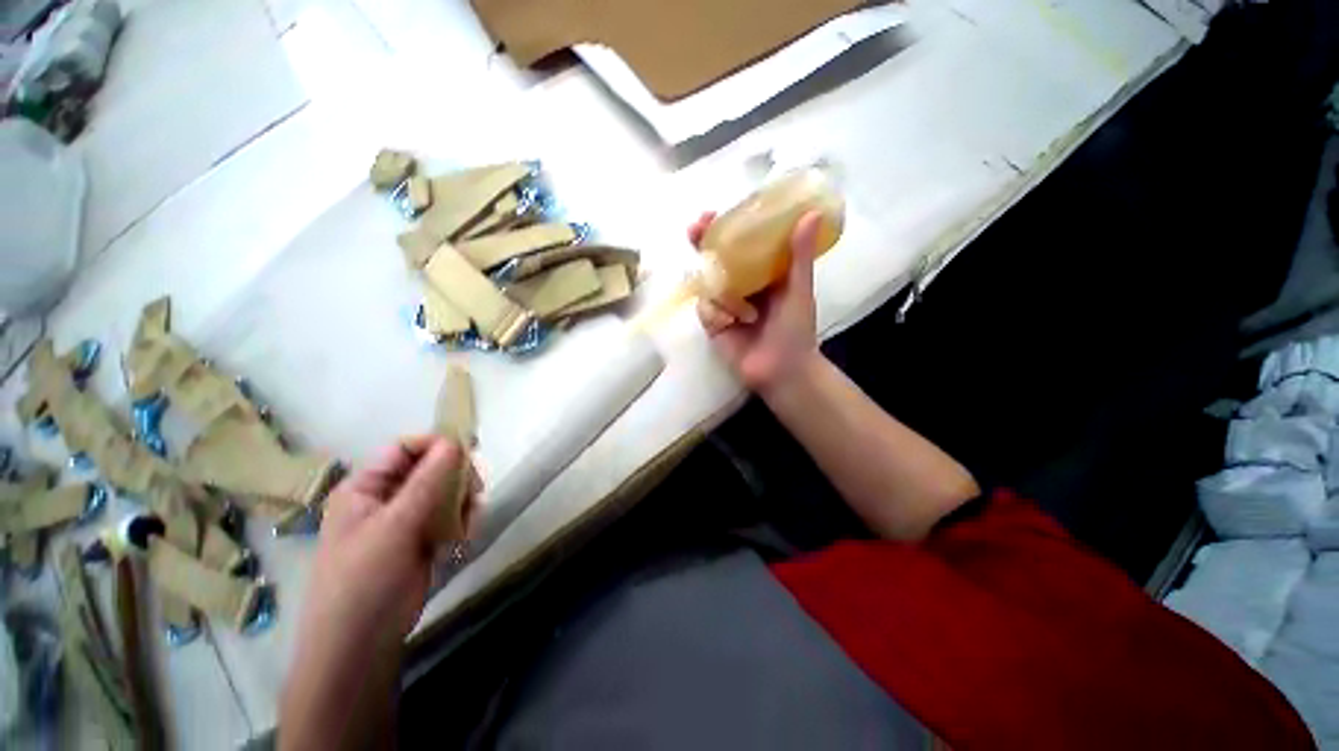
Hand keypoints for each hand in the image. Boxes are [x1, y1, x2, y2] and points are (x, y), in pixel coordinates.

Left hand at [282, 436, 479, 750]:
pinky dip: (462, 522)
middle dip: (456, 477)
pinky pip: (451, 515)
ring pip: (447, 492)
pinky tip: (462, 539)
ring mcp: (405, 520)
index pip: (405, 448)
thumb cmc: (364, 580)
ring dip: (462, 502)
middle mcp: (386, 498)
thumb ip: (427, 481)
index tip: (470, 452)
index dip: (437, 445)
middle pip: (432, 468)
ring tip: (465, 524)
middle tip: (474, 492)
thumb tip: (455, 441)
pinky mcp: (422, 539)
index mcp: (366, 487)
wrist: (361, 644)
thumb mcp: (394, 526)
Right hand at [691, 211, 821, 392]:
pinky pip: (704, 309)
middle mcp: (740, 284)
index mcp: (760, 273)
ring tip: (744, 316)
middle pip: (714, 258)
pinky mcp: (713, 324)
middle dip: (702, 245)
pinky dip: (716, 315)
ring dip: (722, 296)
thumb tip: (811, 213)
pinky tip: (730, 325)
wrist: (781, 370)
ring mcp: (724, 304)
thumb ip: (799, 255)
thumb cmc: (795, 330)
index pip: (738, 244)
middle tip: (694, 230)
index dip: (723, 227)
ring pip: (707, 285)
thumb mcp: (798, 290)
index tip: (710, 214)